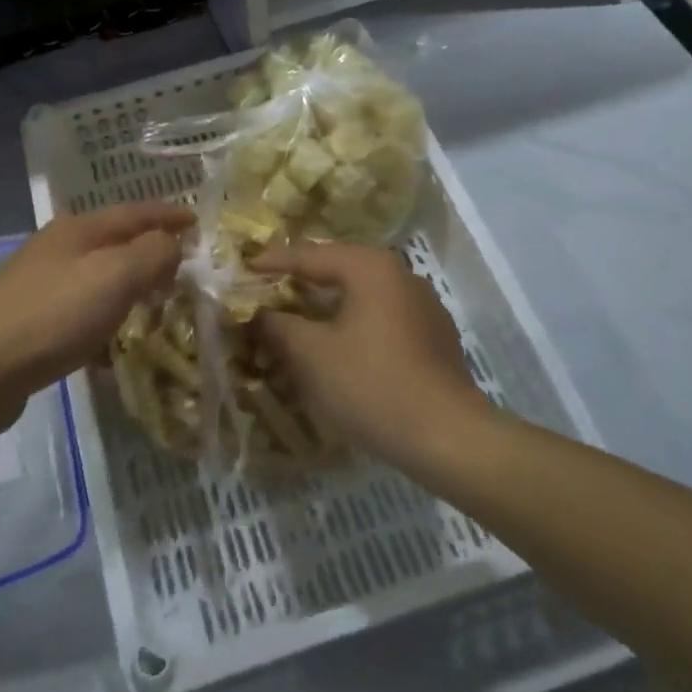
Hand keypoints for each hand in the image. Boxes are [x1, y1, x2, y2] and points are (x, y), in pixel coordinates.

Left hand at [0, 203, 192, 433]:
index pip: (135, 212)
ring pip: (98, 279)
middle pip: (114, 243)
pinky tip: (112, 349)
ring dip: (127, 290)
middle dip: (150, 253)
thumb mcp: (115, 276)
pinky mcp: (30, 321)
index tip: (198, 221)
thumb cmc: (54, 314)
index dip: (169, 215)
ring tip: (154, 307)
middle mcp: (58, 248)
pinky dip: (103, 323)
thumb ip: (152, 253)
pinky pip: (80, 313)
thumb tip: (173, 242)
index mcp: (78, 229)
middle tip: (182, 268)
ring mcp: (40, 284)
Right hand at [251, 244, 492, 468]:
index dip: (273, 262)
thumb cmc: (372, 385)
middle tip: (267, 290)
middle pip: (338, 269)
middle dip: (301, 281)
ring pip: (361, 294)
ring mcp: (422, 305)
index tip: (244, 268)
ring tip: (297, 317)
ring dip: (327, 304)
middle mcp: (400, 275)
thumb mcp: (312, 355)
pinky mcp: (433, 335)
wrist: (448, 437)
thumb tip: (256, 313)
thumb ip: (278, 326)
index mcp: (370, 267)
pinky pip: (381, 316)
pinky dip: (352, 323)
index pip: (310, 255)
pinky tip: (338, 345)